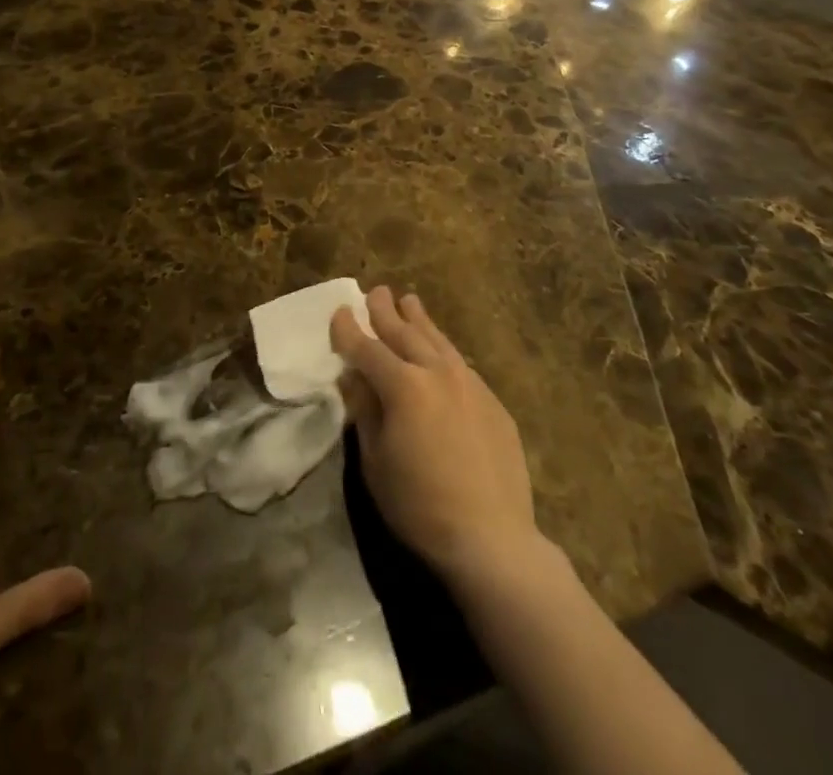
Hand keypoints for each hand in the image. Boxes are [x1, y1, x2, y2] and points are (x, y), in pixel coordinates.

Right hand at [331, 287, 542, 585]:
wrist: (492, 539)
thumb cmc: (420, 506)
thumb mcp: (375, 461)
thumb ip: (364, 411)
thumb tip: (353, 378)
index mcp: (403, 386)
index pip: (367, 348)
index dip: (349, 330)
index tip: (340, 312)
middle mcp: (437, 372)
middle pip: (405, 333)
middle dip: (385, 311)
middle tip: (376, 292)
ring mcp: (470, 384)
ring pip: (437, 340)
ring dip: (419, 320)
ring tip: (409, 301)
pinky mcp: (493, 401)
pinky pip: (460, 364)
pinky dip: (442, 350)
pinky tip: (440, 351)